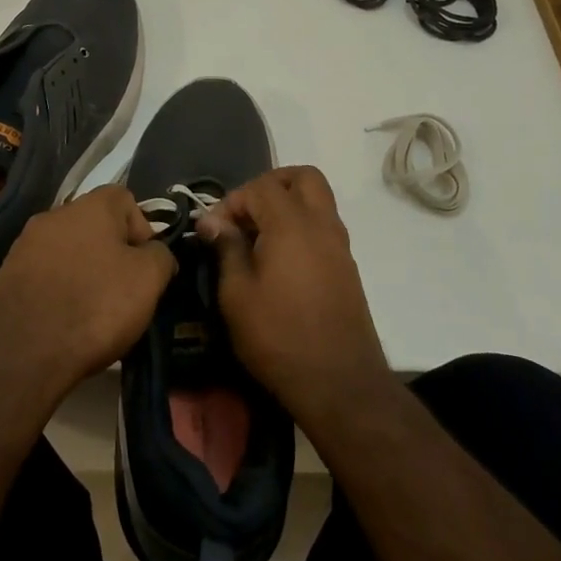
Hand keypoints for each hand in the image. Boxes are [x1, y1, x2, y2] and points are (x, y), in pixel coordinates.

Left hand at [0, 186, 175, 400]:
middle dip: (113, 255)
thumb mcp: (148, 280)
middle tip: (123, 293)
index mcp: (91, 205)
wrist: (20, 352)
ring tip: (93, 314)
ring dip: (85, 274)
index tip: (146, 267)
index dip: (143, 230)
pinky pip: (46, 276)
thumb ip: (161, 256)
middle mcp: (55, 214)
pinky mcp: (7, 276)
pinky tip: (64, 322)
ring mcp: (26, 244)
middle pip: (96, 227)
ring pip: (70, 252)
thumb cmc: (95, 305)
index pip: (126, 200)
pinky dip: (58, 291)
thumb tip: (156, 254)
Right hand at [196, 166, 390, 426]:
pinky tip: (279, 259)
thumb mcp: (237, 295)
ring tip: (258, 237)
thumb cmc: (279, 337)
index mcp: (291, 223)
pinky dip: (301, 225)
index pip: (260, 187)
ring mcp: (339, 244)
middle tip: (246, 213)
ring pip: (317, 199)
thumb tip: (213, 221)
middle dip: (270, 185)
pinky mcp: (347, 265)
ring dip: (288, 204)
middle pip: (302, 177)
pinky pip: (324, 225)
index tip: (213, 230)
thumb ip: (226, 248)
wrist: (339, 383)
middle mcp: (321, 223)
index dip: (232, 201)